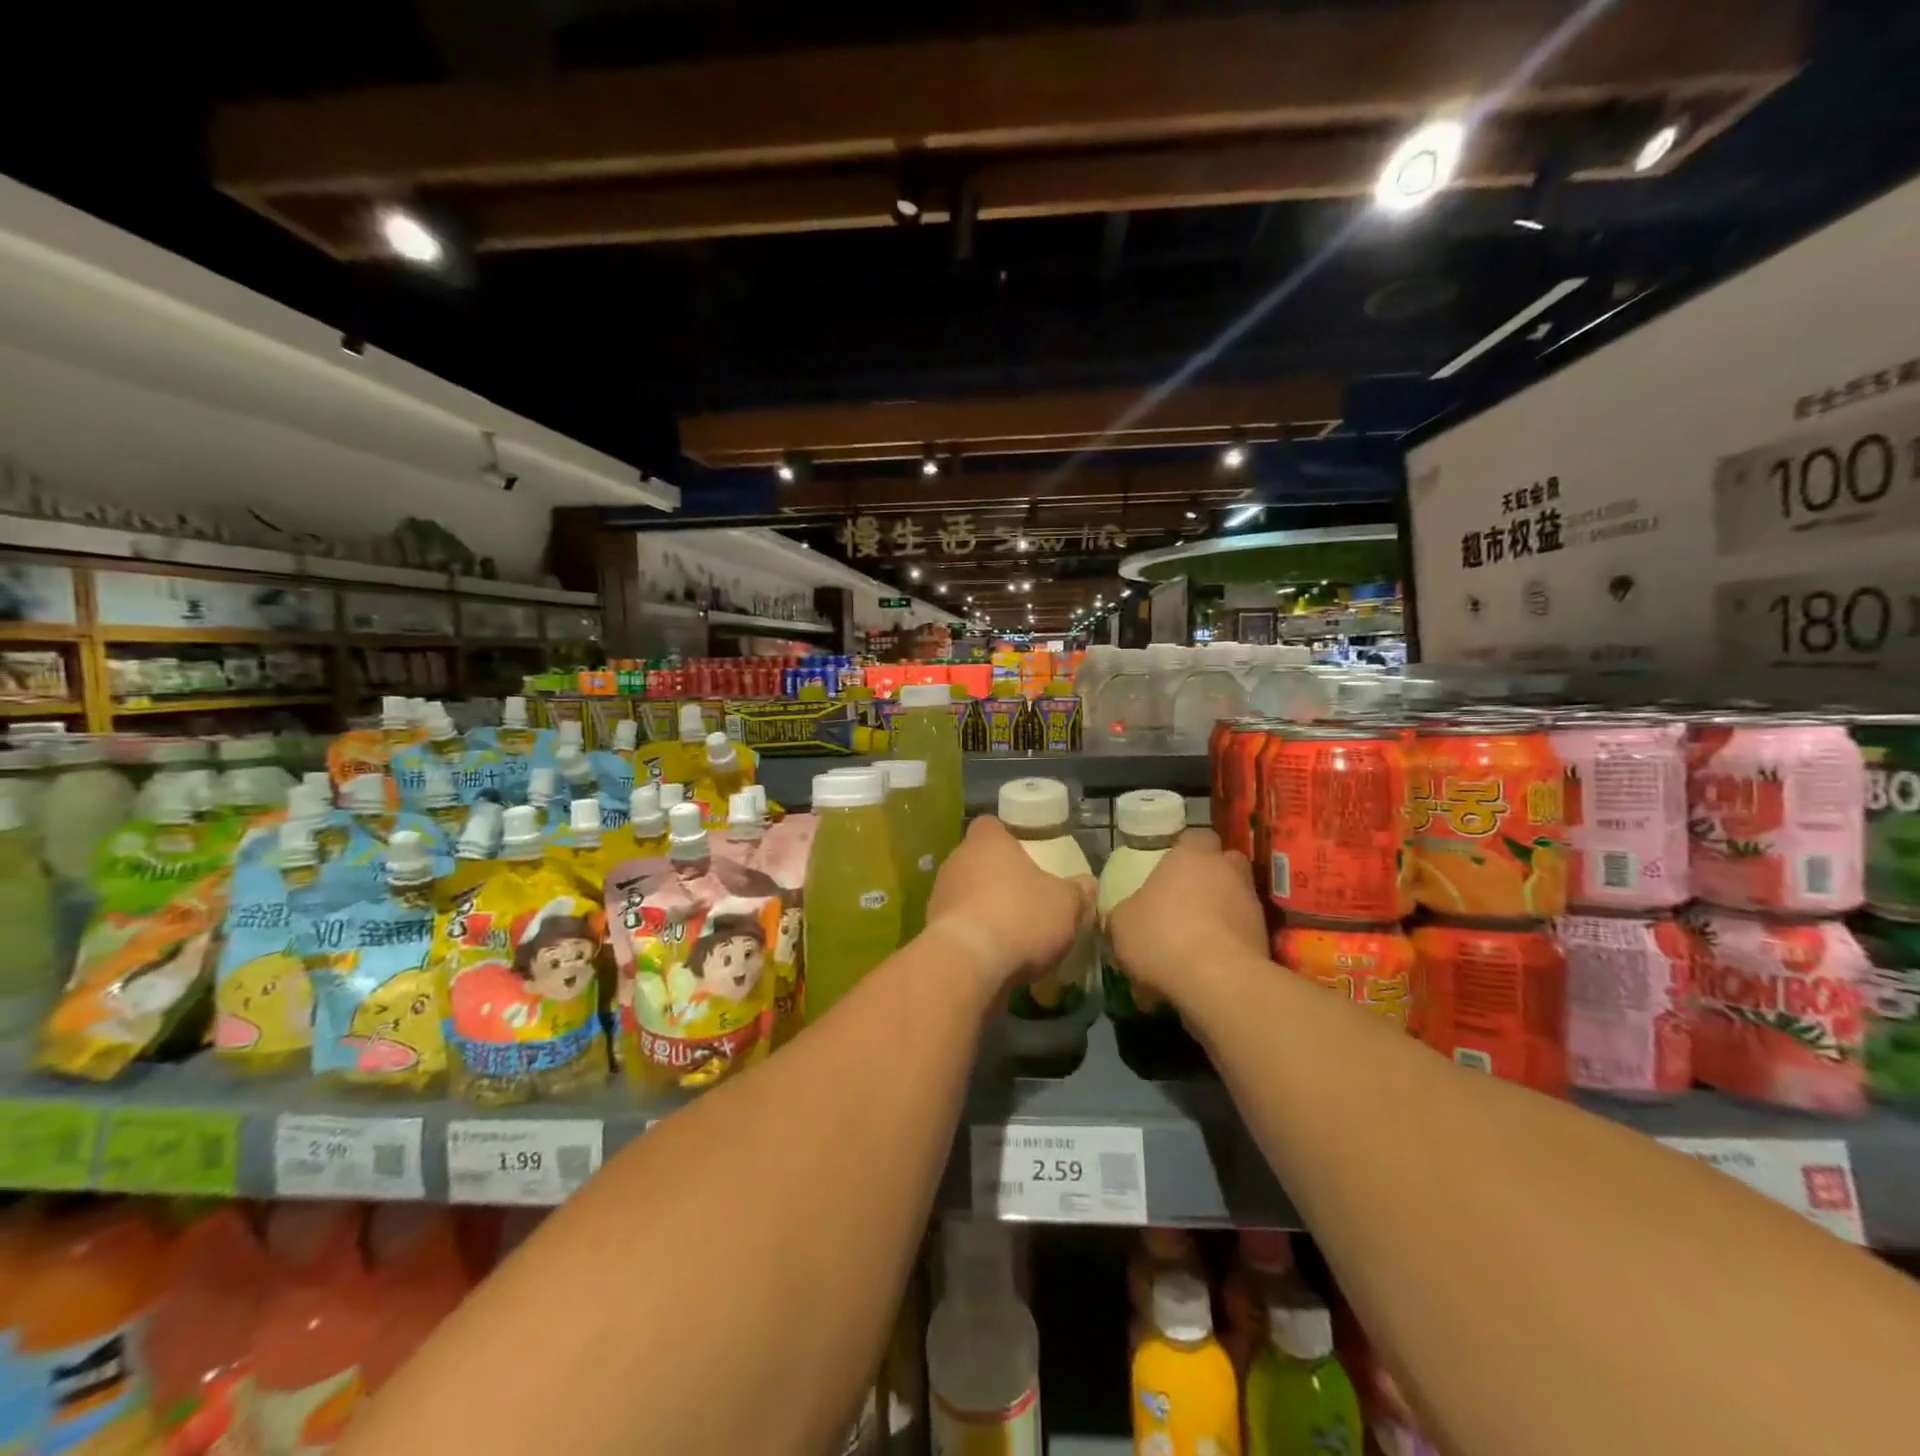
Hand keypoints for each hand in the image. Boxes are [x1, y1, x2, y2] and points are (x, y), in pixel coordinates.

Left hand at [924, 817, 1094, 995]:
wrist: (968, 964)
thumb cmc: (1020, 917)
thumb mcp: (1066, 904)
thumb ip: (1078, 891)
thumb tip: (1086, 884)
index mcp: (987, 842)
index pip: (991, 825)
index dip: (1007, 836)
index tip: (1025, 853)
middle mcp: (957, 861)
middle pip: (978, 860)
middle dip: (998, 876)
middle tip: (1025, 896)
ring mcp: (940, 895)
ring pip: (966, 893)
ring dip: (985, 907)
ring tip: (1012, 932)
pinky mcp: (933, 930)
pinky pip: (959, 925)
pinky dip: (974, 935)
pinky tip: (995, 956)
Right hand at [1106, 829, 1266, 1008]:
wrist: (1217, 982)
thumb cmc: (1162, 937)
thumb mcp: (1121, 924)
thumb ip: (1125, 913)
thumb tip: (1124, 916)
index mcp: (1192, 856)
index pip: (1196, 836)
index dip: (1184, 850)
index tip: (1169, 869)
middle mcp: (1228, 872)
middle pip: (1224, 865)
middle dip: (1209, 880)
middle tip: (1185, 903)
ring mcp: (1252, 906)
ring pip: (1234, 902)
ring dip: (1218, 917)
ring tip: (1192, 946)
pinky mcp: (1265, 940)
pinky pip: (1240, 936)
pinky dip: (1226, 947)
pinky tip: (1204, 970)